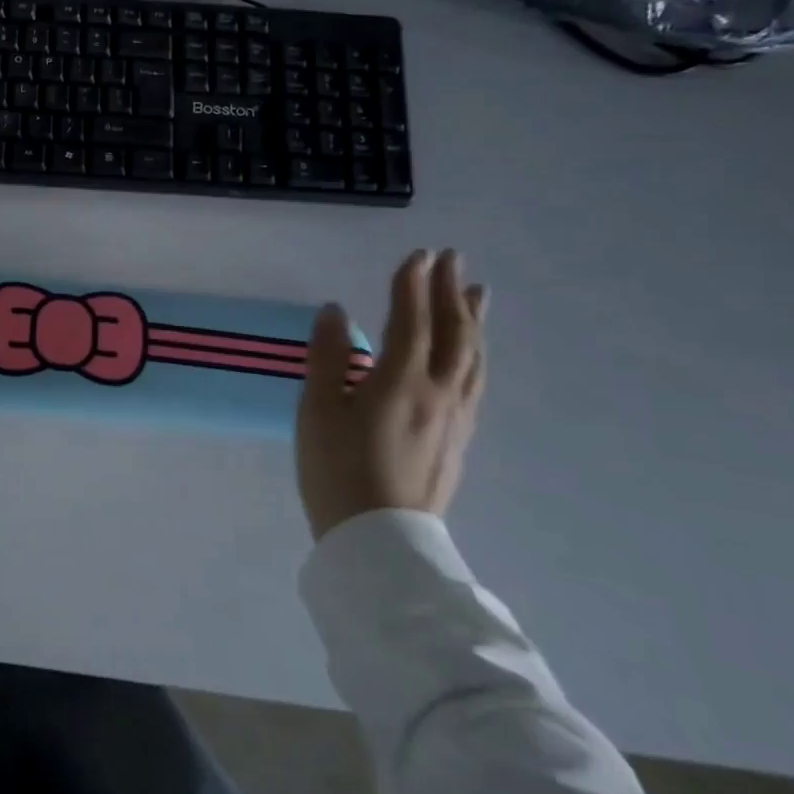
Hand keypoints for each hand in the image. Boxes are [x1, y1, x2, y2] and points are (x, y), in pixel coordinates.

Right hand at [297, 250, 487, 542]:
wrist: (380, 539)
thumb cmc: (336, 470)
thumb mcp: (317, 410)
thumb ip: (327, 357)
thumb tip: (335, 309)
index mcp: (400, 382)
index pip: (411, 321)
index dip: (413, 286)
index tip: (418, 254)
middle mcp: (438, 393)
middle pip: (453, 334)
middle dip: (450, 293)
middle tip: (453, 259)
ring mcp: (455, 418)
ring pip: (473, 358)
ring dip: (473, 320)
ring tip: (476, 294)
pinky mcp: (460, 440)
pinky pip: (476, 383)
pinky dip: (476, 354)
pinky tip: (473, 355)